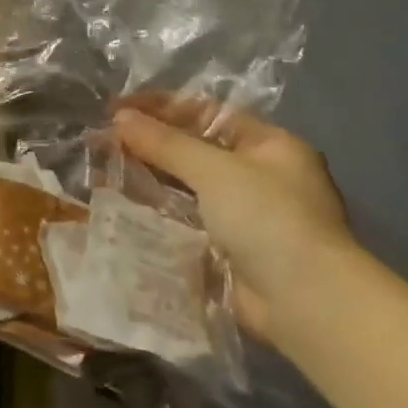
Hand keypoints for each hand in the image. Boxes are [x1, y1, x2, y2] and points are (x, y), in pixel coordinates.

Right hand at [114, 99, 353, 342]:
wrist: (304, 300)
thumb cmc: (268, 218)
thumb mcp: (215, 170)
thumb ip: (166, 143)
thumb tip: (120, 117)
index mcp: (268, 145)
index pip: (206, 113)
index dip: (160, 107)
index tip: (116, 107)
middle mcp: (259, 175)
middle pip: (195, 149)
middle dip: (150, 143)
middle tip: (102, 139)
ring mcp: (244, 215)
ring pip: (187, 186)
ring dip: (150, 178)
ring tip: (104, 169)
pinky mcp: (228, 249)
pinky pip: (186, 220)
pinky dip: (158, 212)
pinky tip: (124, 206)